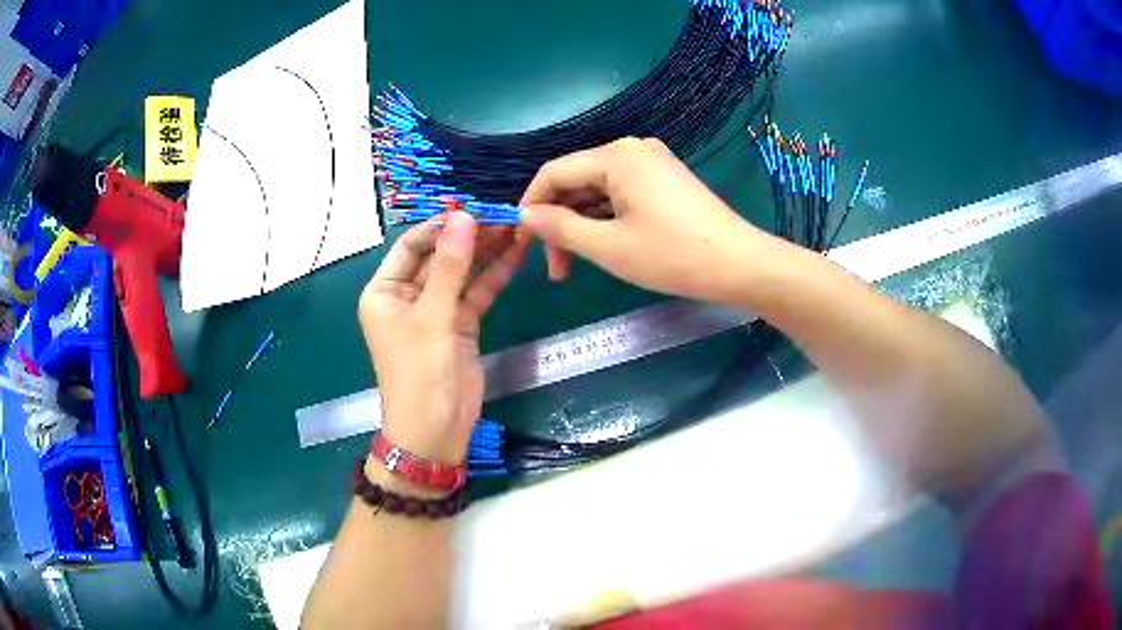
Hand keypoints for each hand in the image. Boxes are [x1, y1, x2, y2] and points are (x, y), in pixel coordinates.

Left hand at [358, 213, 528, 464]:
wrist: (435, 432)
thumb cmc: (419, 374)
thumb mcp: (431, 317)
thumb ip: (449, 266)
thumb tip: (464, 216)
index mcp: (384, 291)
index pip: (411, 245)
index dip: (441, 226)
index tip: (475, 209)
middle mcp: (407, 296)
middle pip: (439, 256)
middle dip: (469, 236)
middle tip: (504, 214)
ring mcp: (436, 310)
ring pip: (462, 272)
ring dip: (487, 251)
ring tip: (517, 226)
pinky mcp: (460, 325)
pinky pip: (477, 293)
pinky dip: (495, 275)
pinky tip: (517, 253)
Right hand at [520, 138, 770, 303]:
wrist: (739, 264)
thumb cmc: (672, 255)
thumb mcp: (608, 246)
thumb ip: (560, 228)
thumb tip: (525, 216)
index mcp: (615, 155)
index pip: (553, 173)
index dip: (530, 208)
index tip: (521, 244)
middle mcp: (631, 149)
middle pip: (575, 181)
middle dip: (558, 223)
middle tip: (554, 268)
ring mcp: (650, 162)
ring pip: (597, 190)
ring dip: (581, 225)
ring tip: (575, 265)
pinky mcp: (664, 179)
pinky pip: (619, 193)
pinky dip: (604, 219)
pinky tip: (602, 246)